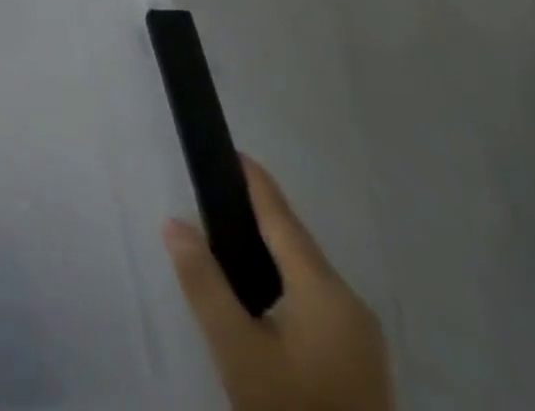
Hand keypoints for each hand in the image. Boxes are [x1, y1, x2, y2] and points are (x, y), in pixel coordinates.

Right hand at [163, 156, 393, 410]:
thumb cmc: (290, 407)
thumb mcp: (237, 350)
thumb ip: (204, 282)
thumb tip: (173, 222)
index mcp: (326, 292)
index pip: (282, 218)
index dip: (255, 182)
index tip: (231, 149)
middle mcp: (352, 306)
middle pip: (296, 245)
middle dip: (256, 217)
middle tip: (212, 196)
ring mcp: (362, 338)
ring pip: (306, 275)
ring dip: (269, 253)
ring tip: (225, 239)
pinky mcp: (359, 364)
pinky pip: (316, 302)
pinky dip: (284, 283)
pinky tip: (258, 294)